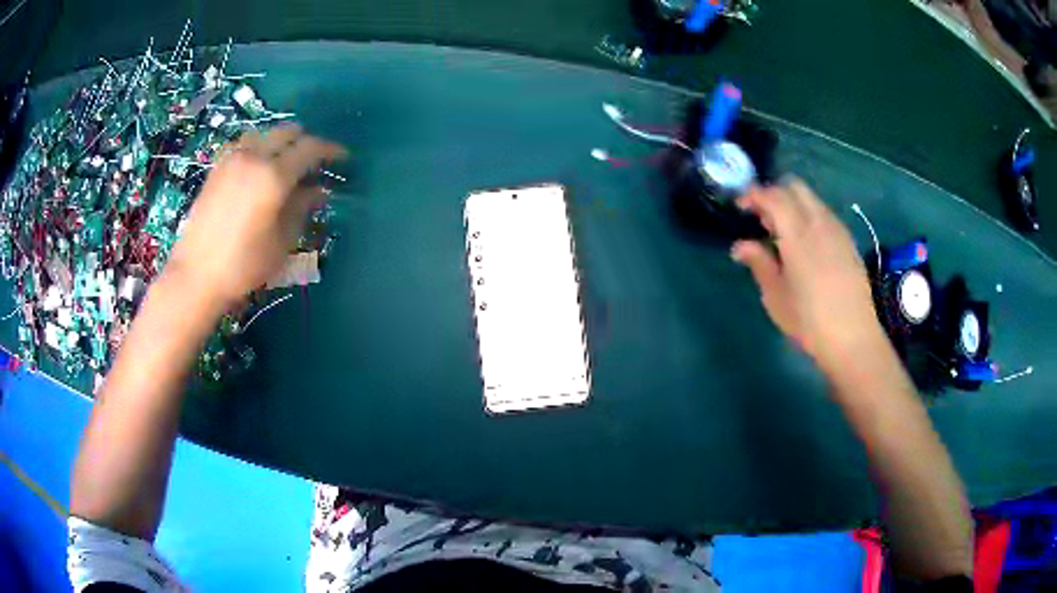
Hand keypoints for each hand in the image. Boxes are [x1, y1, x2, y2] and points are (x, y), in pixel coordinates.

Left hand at [165, 125, 347, 307]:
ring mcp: (232, 159)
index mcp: (274, 175)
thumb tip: (318, 190)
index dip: (331, 150)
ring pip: (265, 133)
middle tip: (313, 163)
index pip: (310, 148)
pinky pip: (245, 143)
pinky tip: (259, 168)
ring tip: (285, 164)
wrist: (196, 275)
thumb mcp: (282, 241)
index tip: (343, 158)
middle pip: (288, 132)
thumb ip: (302, 208)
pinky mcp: (217, 167)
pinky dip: (259, 147)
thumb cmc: (243, 264)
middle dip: (305, 142)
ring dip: (281, 142)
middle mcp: (254, 157)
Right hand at [731, 179, 886, 372]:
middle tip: (762, 218)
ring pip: (812, 199)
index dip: (753, 195)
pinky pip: (824, 214)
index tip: (740, 206)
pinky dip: (809, 216)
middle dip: (774, 193)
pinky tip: (805, 244)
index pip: (773, 196)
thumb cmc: (809, 321)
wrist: (853, 339)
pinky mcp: (848, 242)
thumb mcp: (775, 296)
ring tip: (782, 232)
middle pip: (795, 187)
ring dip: (793, 204)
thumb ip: (759, 263)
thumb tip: (740, 246)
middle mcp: (819, 222)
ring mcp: (837, 230)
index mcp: (797, 233)